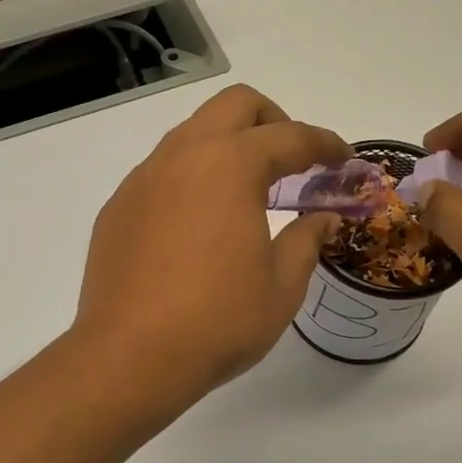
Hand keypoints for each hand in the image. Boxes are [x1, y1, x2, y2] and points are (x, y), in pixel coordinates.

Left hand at [74, 85, 347, 402]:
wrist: (129, 356)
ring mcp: (143, 179)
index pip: (290, 136)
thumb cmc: (217, 321)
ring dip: (227, 146)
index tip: (344, 160)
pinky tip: (197, 224)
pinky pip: (161, 171)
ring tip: (245, 193)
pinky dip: (191, 178)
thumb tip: (323, 219)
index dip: (325, 144)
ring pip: (191, 133)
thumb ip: (306, 241)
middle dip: (273, 121)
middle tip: (292, 163)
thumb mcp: (281, 287)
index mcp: (230, 166)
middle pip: (234, 105)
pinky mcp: (118, 207)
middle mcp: (183, 157)